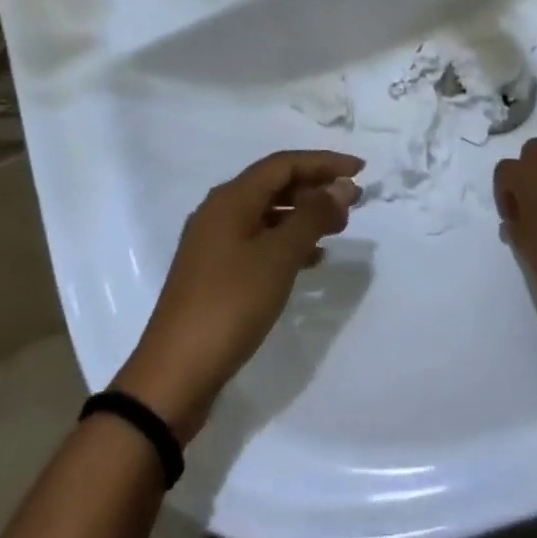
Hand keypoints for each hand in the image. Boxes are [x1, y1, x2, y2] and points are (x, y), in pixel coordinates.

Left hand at [115, 151, 361, 439]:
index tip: (360, 170)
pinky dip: (288, 242)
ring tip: (339, 228)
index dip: (324, 162)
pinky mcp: (215, 272)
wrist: (175, 374)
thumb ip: (313, 216)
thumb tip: (342, 184)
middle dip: (316, 188)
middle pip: (275, 185)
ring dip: (304, 216)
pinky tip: (312, 260)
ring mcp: (214, 243)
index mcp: (230, 199)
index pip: (284, 164)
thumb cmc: (231, 304)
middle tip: (354, 203)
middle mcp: (219, 212)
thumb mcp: (278, 257)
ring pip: (268, 214)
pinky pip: (259, 241)